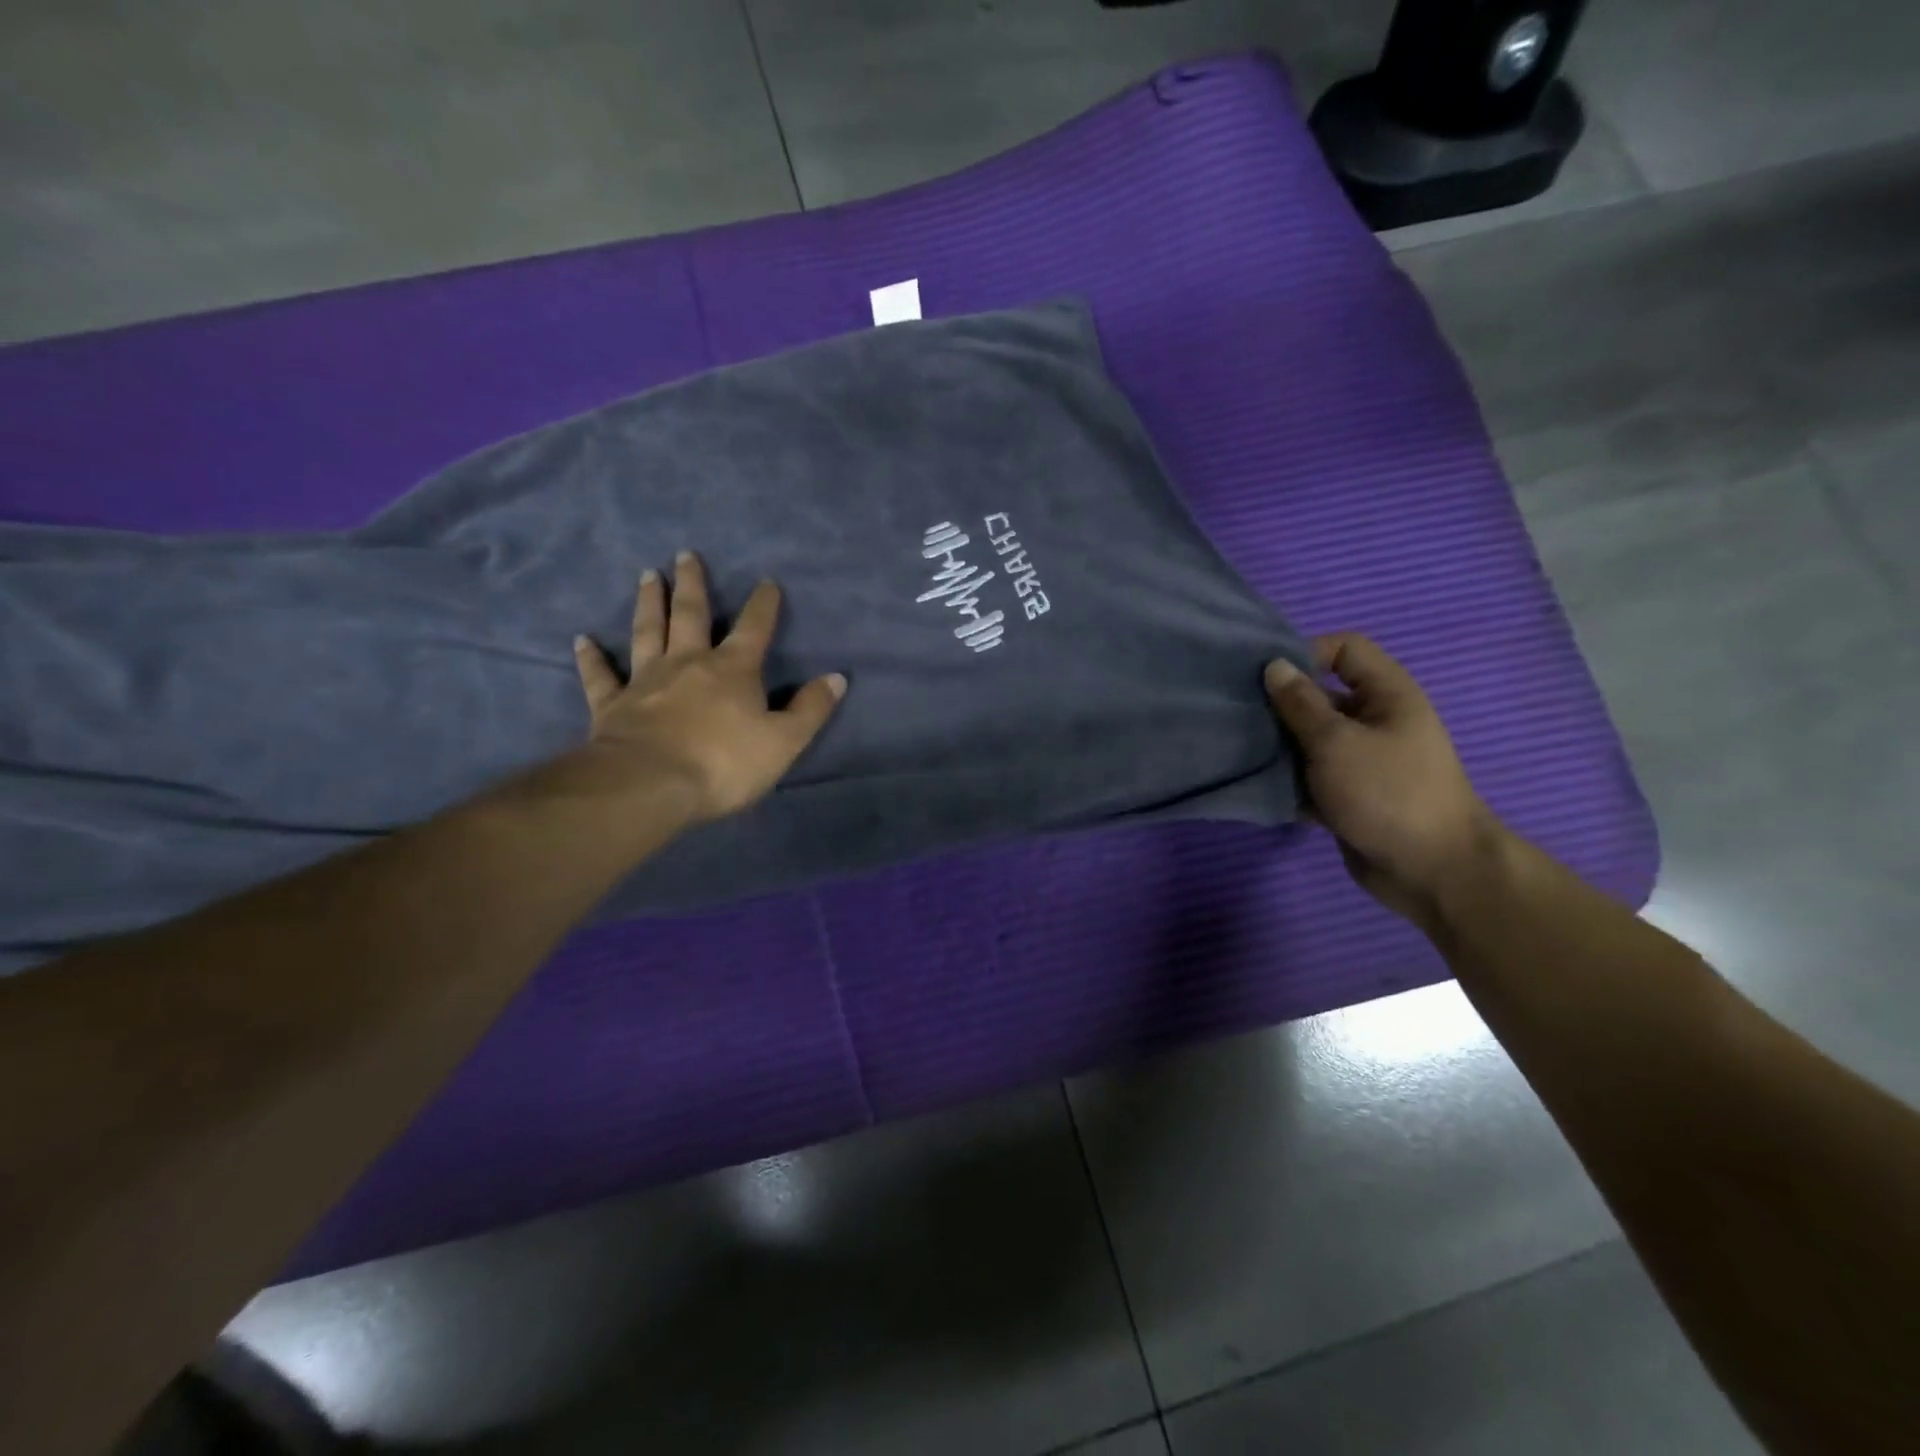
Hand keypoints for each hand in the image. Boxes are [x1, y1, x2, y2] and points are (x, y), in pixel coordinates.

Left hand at [572, 553, 845, 823]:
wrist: (650, 785)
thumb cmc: (724, 763)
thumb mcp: (784, 741)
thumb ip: (811, 709)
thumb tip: (837, 678)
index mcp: (733, 671)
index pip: (754, 629)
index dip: (763, 605)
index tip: (766, 582)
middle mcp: (688, 664)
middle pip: (691, 616)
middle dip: (693, 585)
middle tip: (686, 555)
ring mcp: (646, 681)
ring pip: (647, 632)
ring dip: (649, 603)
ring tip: (647, 574)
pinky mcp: (612, 705)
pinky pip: (600, 676)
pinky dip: (591, 657)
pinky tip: (582, 639)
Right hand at [1265, 634, 1501, 923]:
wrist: (1432, 871)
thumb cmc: (1388, 793)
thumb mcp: (1337, 742)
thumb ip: (1301, 704)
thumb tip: (1274, 666)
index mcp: (1386, 695)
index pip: (1345, 649)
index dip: (1306, 653)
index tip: (1266, 678)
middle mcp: (1375, 720)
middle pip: (1320, 695)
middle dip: (1281, 704)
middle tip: (1239, 715)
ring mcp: (1361, 760)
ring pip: (1310, 738)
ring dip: (1279, 745)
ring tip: (1240, 750)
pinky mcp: (1348, 794)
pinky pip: (1310, 775)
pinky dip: (1288, 779)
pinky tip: (1259, 785)